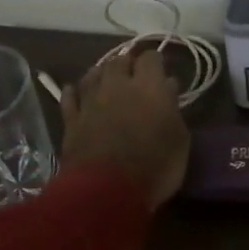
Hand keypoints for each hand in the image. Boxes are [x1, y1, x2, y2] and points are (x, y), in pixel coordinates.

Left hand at [59, 50, 188, 210]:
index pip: (151, 58)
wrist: (105, 192)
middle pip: (119, 60)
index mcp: (149, 87)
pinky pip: (69, 97)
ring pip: (92, 74)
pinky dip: (74, 92)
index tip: (161, 70)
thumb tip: (168, 85)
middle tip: (134, 75)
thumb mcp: (179, 140)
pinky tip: (75, 92)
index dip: (156, 61)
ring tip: (107, 80)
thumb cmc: (154, 167)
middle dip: (127, 64)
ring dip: (101, 73)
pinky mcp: (71, 120)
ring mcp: (90, 101)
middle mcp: (117, 85)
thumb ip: (173, 108)